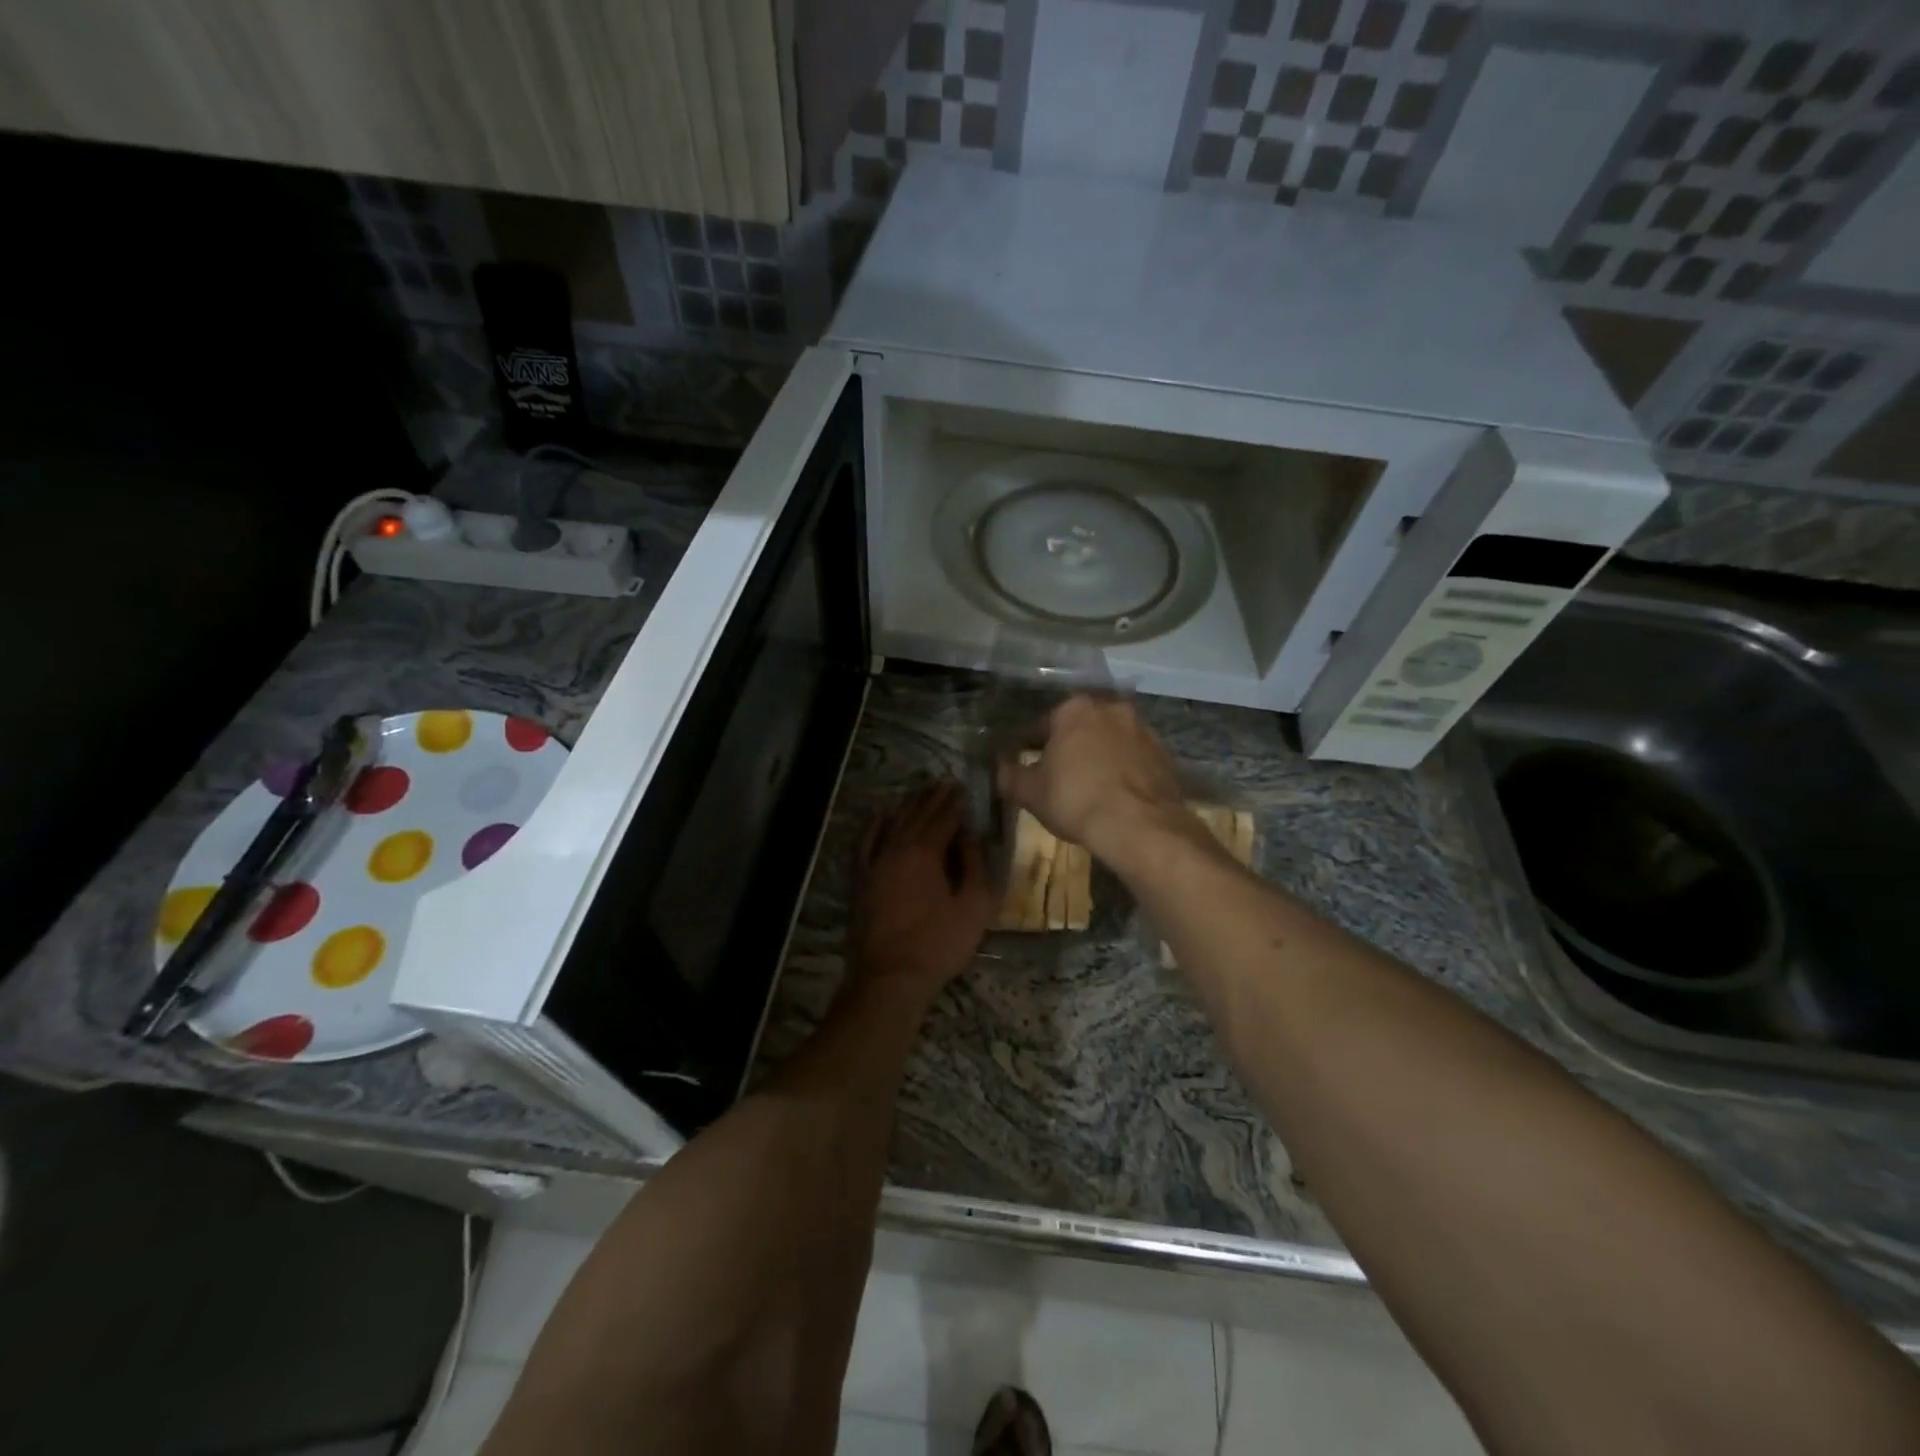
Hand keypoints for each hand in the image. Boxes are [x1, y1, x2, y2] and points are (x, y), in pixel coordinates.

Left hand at [848, 780, 994, 1001]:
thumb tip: (969, 835)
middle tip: (946, 782)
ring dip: (910, 804)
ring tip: (923, 791)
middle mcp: (897, 847)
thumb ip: (975, 864)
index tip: (965, 788)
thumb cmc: (939, 944)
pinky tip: (881, 812)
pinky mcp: (861, 878)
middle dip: (934, 796)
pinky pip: (866, 841)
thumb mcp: (975, 906)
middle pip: (918, 813)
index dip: (956, 802)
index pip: (944, 817)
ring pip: (893, 822)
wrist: (889, 977)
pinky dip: (874, 823)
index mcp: (926, 852)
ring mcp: (874, 862)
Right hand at [996, 695, 1191, 865]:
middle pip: (1081, 728)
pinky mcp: (1165, 755)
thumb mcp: (1030, 792)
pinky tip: (1116, 797)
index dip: (1031, 746)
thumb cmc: (1075, 799)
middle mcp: (1111, 709)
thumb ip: (1010, 776)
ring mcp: (1143, 730)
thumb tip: (1001, 769)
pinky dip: (1124, 772)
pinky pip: (1135, 760)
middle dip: (1070, 747)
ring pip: (1111, 741)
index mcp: (1075, 709)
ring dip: (1100, 757)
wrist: (1139, 826)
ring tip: (1090, 788)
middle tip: (1059, 776)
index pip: (1043, 724)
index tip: (1027, 767)